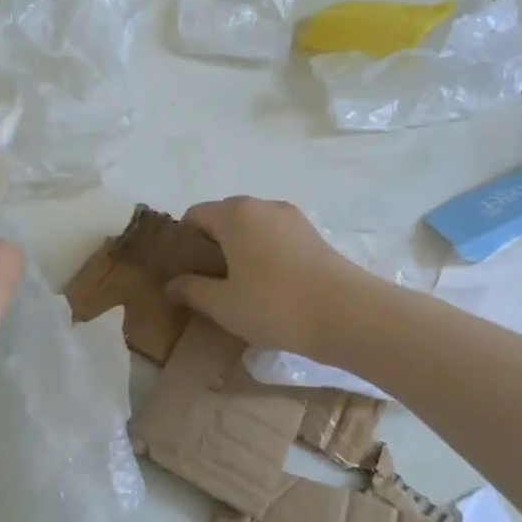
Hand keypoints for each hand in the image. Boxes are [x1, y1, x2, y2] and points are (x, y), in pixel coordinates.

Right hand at [167, 196, 369, 356]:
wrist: (349, 315)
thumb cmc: (274, 305)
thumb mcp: (223, 304)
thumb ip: (192, 290)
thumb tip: (172, 284)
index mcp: (234, 214)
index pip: (194, 216)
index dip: (183, 243)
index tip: (183, 274)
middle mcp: (262, 206)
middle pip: (223, 219)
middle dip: (210, 247)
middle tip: (206, 284)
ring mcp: (292, 218)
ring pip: (251, 229)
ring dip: (238, 251)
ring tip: (238, 288)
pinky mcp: (313, 235)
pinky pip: (274, 238)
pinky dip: (263, 255)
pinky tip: (267, 287)